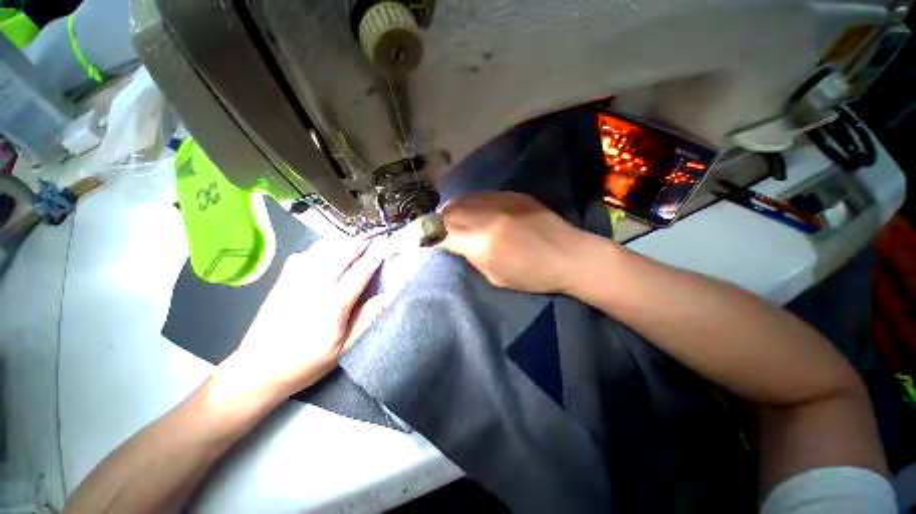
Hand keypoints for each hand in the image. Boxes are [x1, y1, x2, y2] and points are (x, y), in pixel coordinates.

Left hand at [222, 238, 389, 398]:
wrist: (258, 369)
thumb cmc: (308, 362)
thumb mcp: (345, 347)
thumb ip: (368, 318)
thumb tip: (388, 296)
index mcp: (333, 304)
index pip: (359, 273)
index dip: (374, 258)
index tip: (385, 247)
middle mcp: (314, 286)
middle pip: (340, 254)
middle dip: (359, 244)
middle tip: (373, 240)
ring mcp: (295, 280)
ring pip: (321, 250)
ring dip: (340, 242)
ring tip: (354, 242)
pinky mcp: (282, 280)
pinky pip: (303, 254)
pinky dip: (319, 247)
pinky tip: (326, 251)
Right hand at [439, 192, 591, 293]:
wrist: (570, 255)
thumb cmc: (533, 275)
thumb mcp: (495, 277)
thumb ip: (472, 256)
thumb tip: (458, 244)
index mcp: (481, 242)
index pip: (442, 232)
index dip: (429, 235)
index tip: (424, 239)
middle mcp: (486, 216)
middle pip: (450, 211)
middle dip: (438, 220)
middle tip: (436, 228)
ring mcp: (501, 201)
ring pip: (464, 199)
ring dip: (453, 209)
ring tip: (452, 218)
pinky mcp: (513, 195)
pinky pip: (482, 195)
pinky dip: (471, 203)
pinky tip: (474, 210)